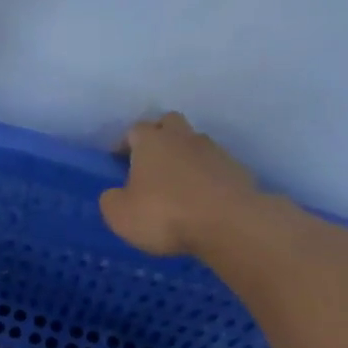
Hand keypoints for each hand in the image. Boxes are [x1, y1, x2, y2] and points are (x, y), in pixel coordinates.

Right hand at [99, 111, 260, 256]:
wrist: (227, 223)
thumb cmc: (165, 214)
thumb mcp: (120, 215)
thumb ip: (111, 200)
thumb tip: (115, 194)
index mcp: (151, 141)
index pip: (134, 130)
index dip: (125, 144)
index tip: (119, 162)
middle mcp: (183, 137)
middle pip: (169, 124)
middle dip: (158, 138)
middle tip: (150, 165)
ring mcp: (214, 151)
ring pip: (194, 145)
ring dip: (184, 159)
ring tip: (177, 187)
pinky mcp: (236, 169)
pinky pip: (214, 168)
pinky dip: (205, 178)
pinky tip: (201, 201)